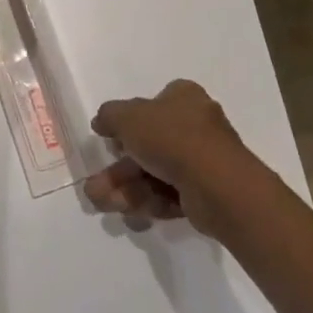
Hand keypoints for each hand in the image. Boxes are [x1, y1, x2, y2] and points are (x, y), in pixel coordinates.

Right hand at [83, 79, 260, 233]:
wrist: (217, 185)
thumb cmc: (171, 138)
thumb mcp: (128, 117)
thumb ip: (109, 115)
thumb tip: (101, 121)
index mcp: (183, 98)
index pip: (152, 105)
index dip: (128, 122)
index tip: (110, 140)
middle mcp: (195, 125)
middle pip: (148, 146)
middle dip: (118, 170)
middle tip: (95, 186)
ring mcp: (203, 161)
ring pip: (155, 174)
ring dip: (126, 190)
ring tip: (103, 203)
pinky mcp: (206, 193)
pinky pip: (170, 194)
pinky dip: (149, 203)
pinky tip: (130, 214)